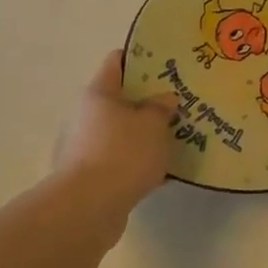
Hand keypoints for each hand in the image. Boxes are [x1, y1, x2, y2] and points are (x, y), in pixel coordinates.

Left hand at [51, 51, 179, 210]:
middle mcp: (87, 117)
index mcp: (99, 93)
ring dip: (147, 134)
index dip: (142, 58)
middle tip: (180, 103)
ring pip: (124, 132)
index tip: (168, 62)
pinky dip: (142, 162)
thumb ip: (162, 107)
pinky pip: (123, 161)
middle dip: (150, 101)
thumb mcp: (153, 123)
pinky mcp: (92, 177)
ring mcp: (86, 148)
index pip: (117, 61)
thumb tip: (164, 99)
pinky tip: (168, 170)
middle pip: (121, 99)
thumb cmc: (122, 152)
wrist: (88, 209)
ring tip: (179, 137)